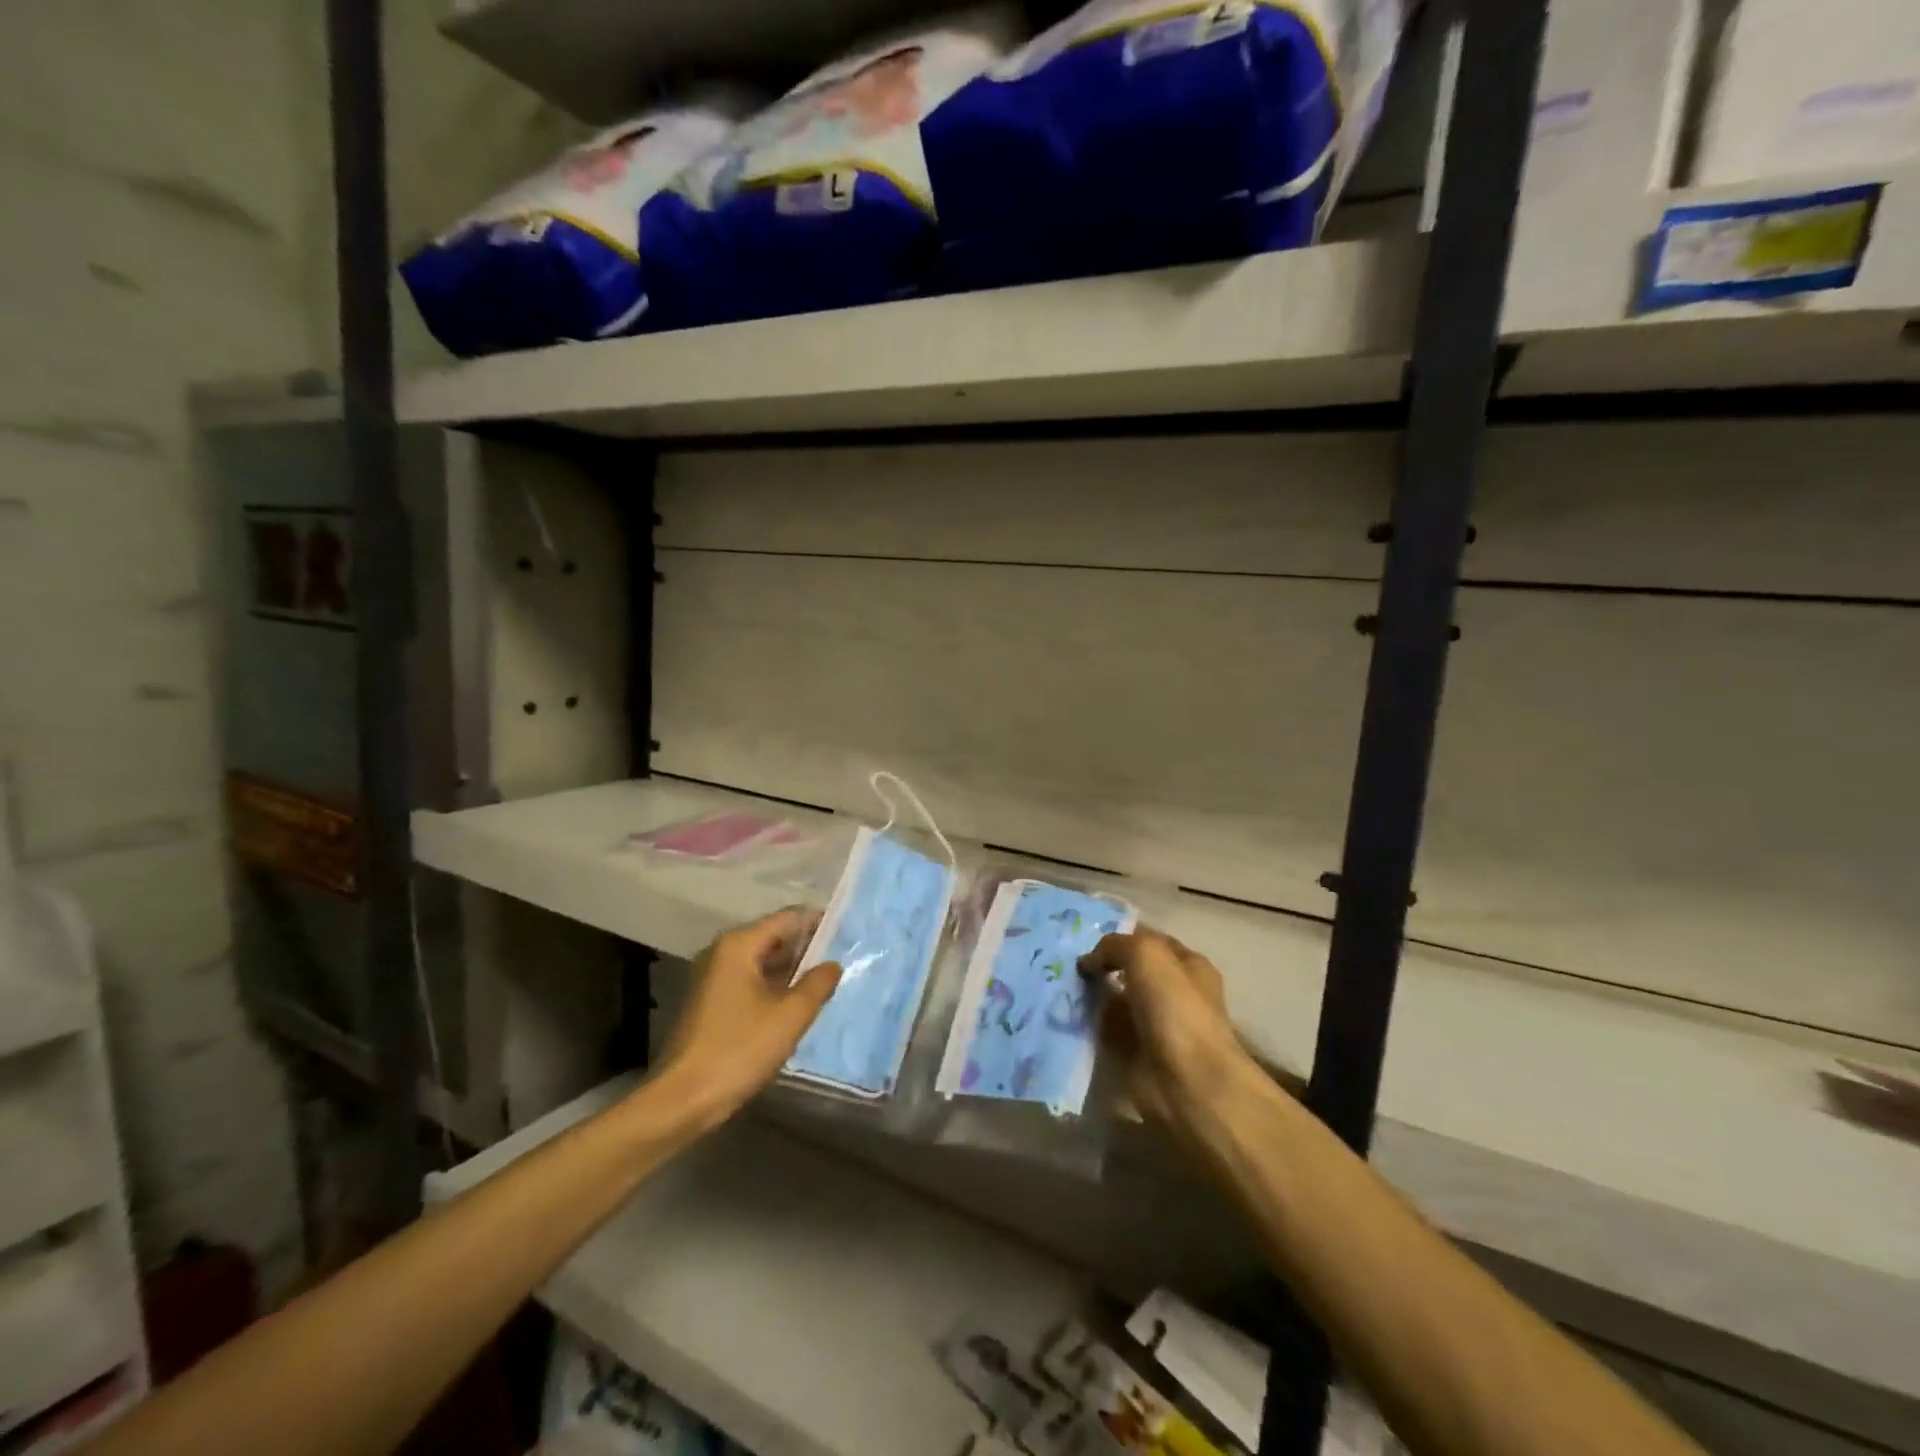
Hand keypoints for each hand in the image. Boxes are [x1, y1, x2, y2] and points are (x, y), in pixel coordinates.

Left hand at [653, 908, 843, 1130]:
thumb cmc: (738, 1050)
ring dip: (791, 970)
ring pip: (761, 962)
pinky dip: (773, 987)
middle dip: (806, 947)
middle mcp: (722, 953)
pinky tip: (796, 1004)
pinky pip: (750, 982)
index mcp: (738, 946)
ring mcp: (713, 978)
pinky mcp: (710, 1003)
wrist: (682, 1100)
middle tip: (841, 958)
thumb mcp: (790, 1016)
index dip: (818, 922)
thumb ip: (817, 984)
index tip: (847, 933)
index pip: (787, 918)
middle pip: (773, 937)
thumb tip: (833, 964)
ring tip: (825, 981)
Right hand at [1079, 929, 1255, 1144]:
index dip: (1120, 935)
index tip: (1083, 936)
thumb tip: (1090, 961)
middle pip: (1130, 971)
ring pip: (1116, 1001)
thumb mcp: (1146, 955)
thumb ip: (1115, 945)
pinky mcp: (1138, 1055)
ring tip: (1058, 986)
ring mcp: (1156, 1025)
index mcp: (1188, 965)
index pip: (1150, 940)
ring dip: (1091, 996)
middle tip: (1064, 961)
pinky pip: (1107, 1032)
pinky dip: (1089, 1026)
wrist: (1188, 1083)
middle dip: (1101, 966)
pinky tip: (1064, 1015)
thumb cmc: (1175, 1009)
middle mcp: (1175, 993)